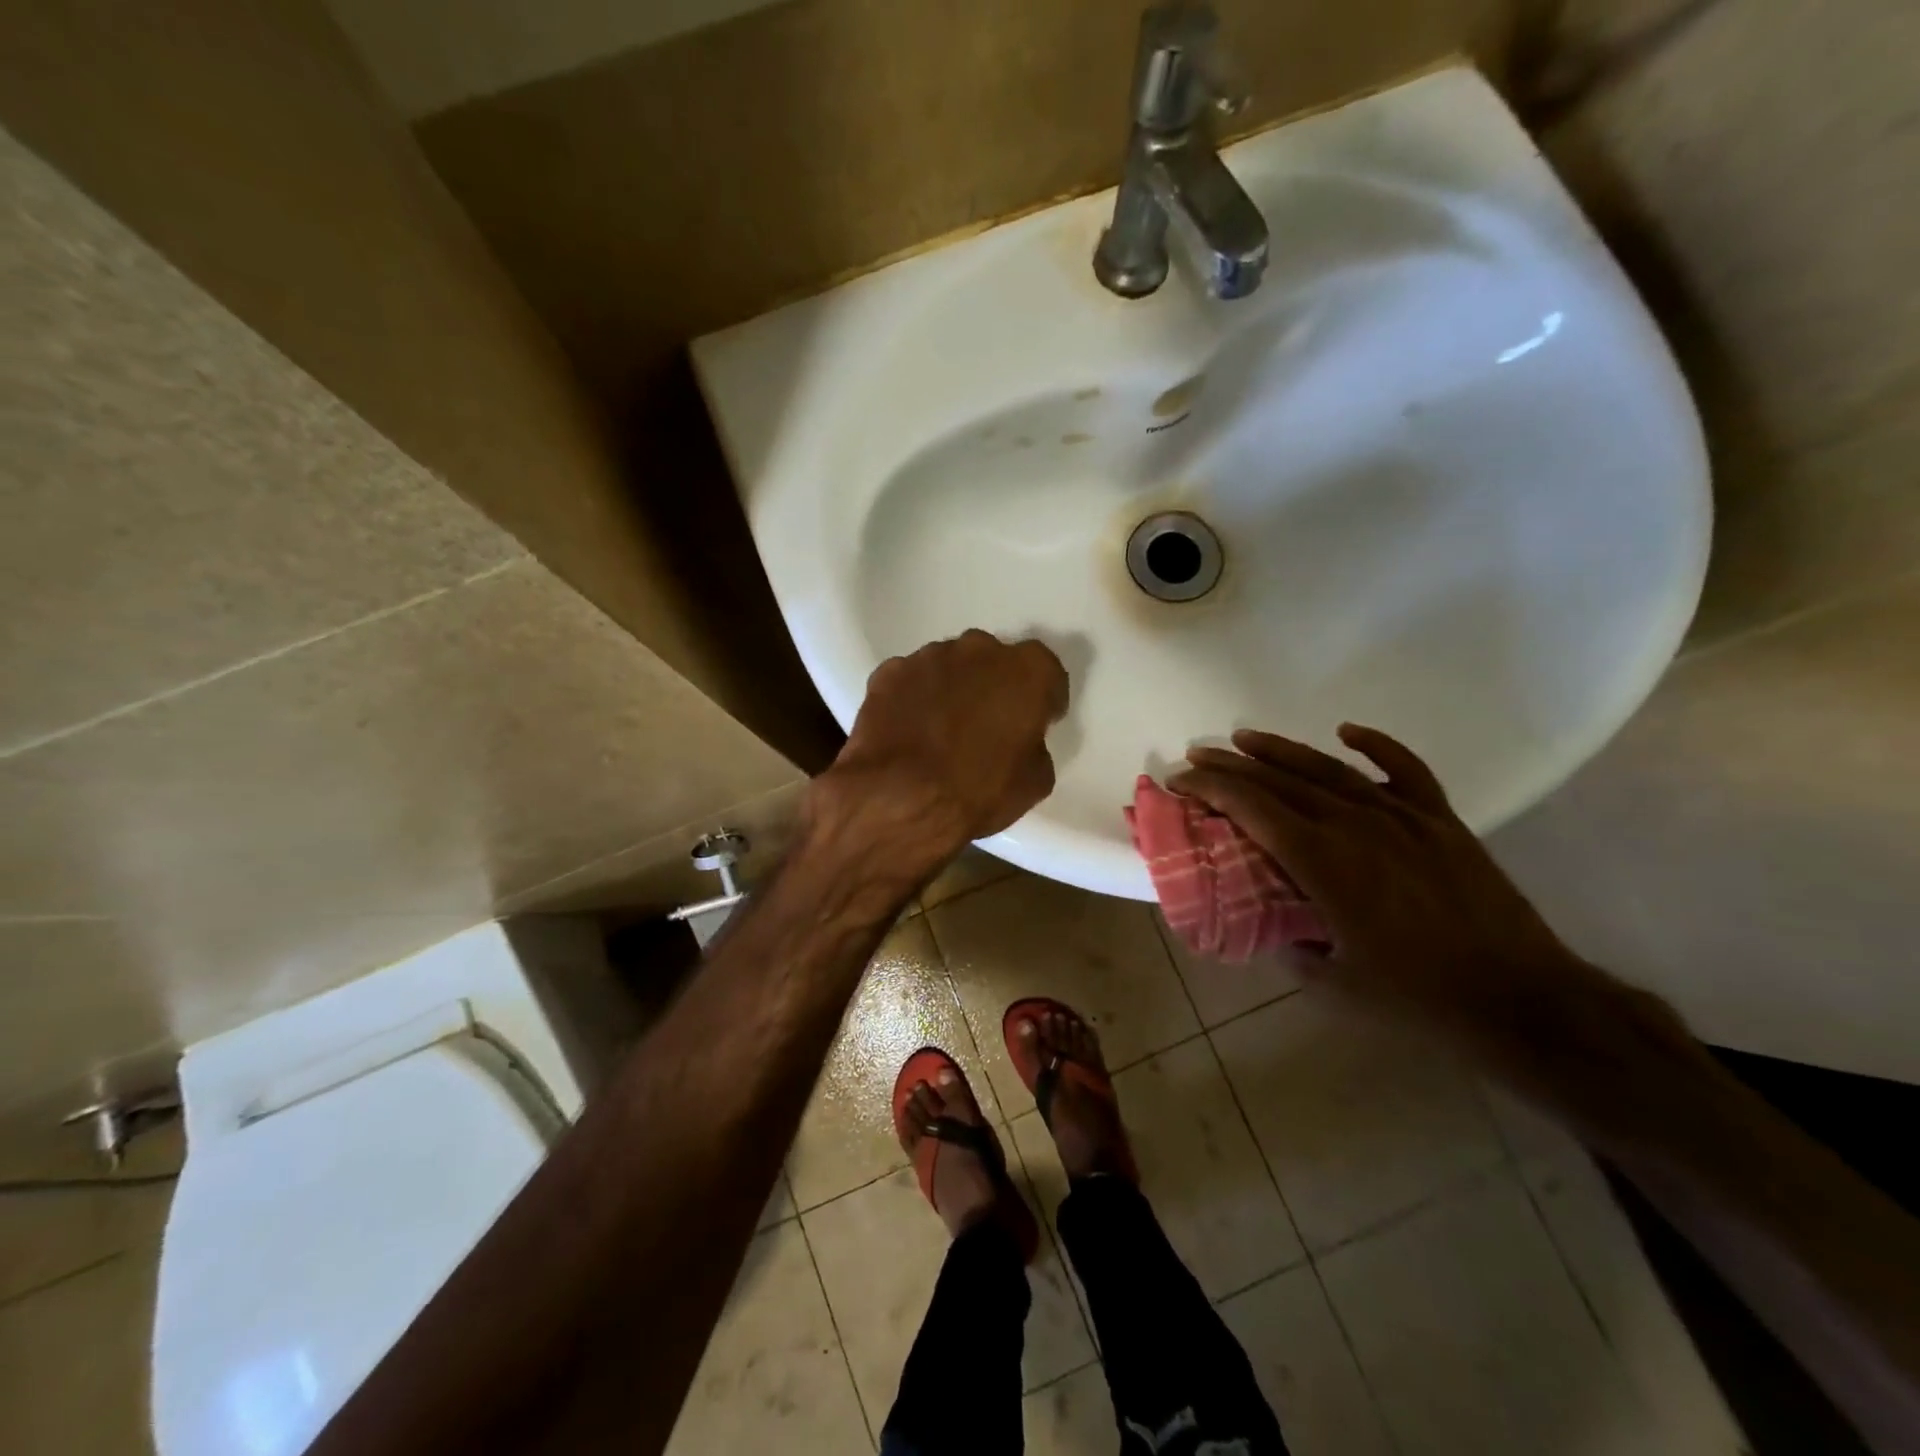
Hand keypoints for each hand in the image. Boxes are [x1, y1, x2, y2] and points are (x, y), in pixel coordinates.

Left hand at [809, 631, 1068, 881]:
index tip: (1037, 721)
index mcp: (1028, 670)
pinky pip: (909, 681)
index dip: (1043, 698)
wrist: (901, 799)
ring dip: (951, 689)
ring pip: (949, 667)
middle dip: (993, 685)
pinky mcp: (889, 673)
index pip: (1046, 672)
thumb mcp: (1035, 780)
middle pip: (993, 661)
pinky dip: (912, 699)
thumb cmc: (979, 791)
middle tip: (987, 723)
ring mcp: (929, 656)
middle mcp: (979, 649)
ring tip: (942, 729)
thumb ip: (1033, 744)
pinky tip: (909, 731)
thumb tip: (1019, 741)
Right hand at [1168, 725, 1639, 1071]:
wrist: (1522, 1000)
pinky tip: (1346, 731)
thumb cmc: (1418, 998)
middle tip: (1196, 757)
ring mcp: (1403, 816)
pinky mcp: (1441, 820)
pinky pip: (1404, 769)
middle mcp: (1356, 824)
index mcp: (1324, 861)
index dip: (1209, 788)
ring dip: (1280, 749)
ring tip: (1244, 738)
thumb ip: (1289, 949)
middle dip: (1230, 765)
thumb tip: (1266, 925)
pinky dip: (1375, 745)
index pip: (1251, 807)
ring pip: (1329, 767)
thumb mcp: (1333, 987)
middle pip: (1280, 780)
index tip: (1179, 782)